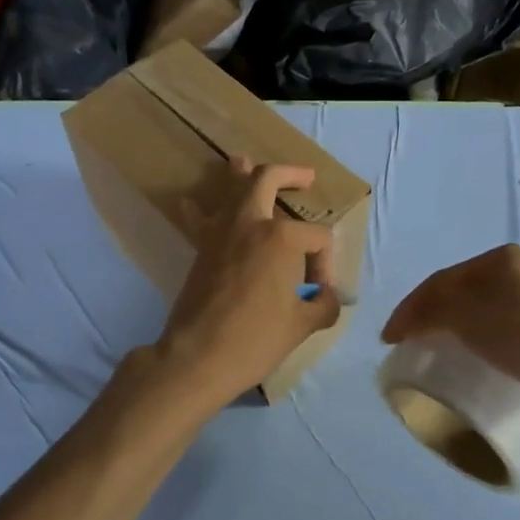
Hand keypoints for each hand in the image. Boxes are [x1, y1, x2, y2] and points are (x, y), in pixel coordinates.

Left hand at [144, 157, 341, 415]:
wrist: (197, 357)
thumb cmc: (255, 340)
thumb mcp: (302, 326)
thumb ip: (323, 305)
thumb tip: (328, 298)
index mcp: (282, 238)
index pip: (317, 238)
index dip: (325, 263)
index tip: (319, 293)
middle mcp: (251, 223)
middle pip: (268, 180)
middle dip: (290, 174)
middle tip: (306, 178)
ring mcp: (221, 232)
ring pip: (232, 188)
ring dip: (241, 174)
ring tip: (243, 162)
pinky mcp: (200, 247)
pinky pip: (199, 217)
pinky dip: (197, 207)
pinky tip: (191, 201)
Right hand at [382, 245, 519, 419]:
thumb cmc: (517, 330)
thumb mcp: (463, 311)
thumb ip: (428, 309)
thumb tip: (405, 323)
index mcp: (498, 259)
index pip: (441, 280)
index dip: (410, 307)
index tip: (388, 338)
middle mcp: (515, 274)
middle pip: (457, 294)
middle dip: (427, 316)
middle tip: (404, 342)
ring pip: (475, 314)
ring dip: (448, 330)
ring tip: (429, 352)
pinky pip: (493, 334)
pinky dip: (471, 343)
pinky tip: (465, 359)